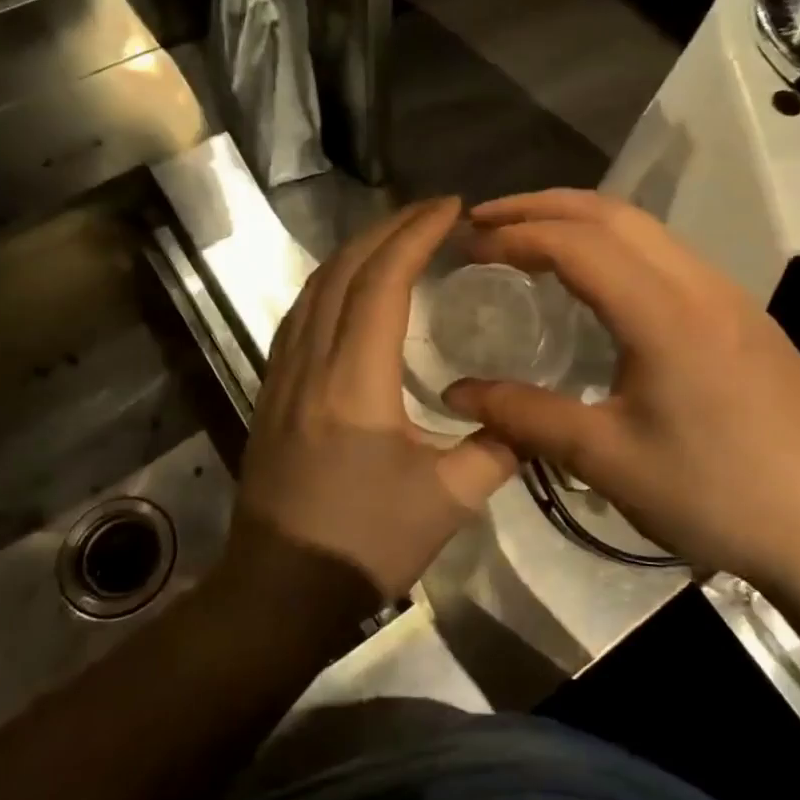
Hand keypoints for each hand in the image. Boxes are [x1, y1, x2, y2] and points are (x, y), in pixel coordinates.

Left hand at [226, 197, 518, 613]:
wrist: (278, 590)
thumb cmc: (365, 542)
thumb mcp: (448, 501)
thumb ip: (497, 450)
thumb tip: (530, 420)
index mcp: (355, 379)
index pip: (383, 281)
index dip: (416, 234)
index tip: (451, 208)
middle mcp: (312, 361)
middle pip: (344, 270)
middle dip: (388, 228)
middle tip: (431, 213)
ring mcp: (282, 374)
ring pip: (315, 288)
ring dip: (356, 251)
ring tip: (396, 238)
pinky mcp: (270, 391)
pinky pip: (300, 315)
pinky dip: (331, 283)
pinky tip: (351, 289)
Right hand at [443, 189, 799, 585]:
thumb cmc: (714, 496)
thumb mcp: (607, 460)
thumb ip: (525, 417)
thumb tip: (456, 393)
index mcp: (664, 312)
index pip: (576, 242)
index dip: (515, 235)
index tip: (469, 246)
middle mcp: (699, 283)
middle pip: (611, 213)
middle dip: (541, 206)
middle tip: (486, 221)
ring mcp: (730, 295)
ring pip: (646, 229)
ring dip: (581, 220)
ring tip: (531, 239)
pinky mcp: (745, 316)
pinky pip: (669, 256)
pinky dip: (616, 246)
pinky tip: (598, 282)